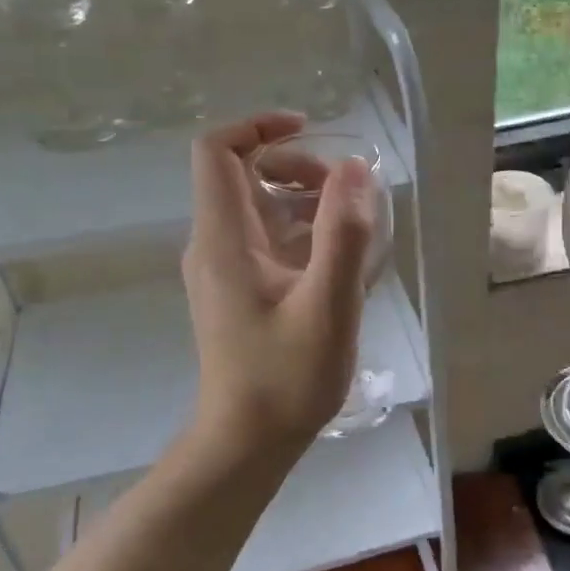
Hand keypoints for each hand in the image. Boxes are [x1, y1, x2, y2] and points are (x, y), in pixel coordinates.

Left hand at [181, 112, 377, 453]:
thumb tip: (355, 168)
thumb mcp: (327, 305)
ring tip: (353, 225)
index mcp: (224, 239)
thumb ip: (344, 235)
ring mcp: (224, 269)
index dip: (260, 127)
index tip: (311, 131)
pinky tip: (340, 260)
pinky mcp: (238, 289)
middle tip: (346, 193)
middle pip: (242, 173)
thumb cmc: (286, 378)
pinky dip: (302, 231)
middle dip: (296, 166)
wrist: (247, 443)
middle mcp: (214, 245)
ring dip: (304, 199)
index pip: (217, 151)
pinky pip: (267, 237)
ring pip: (258, 206)